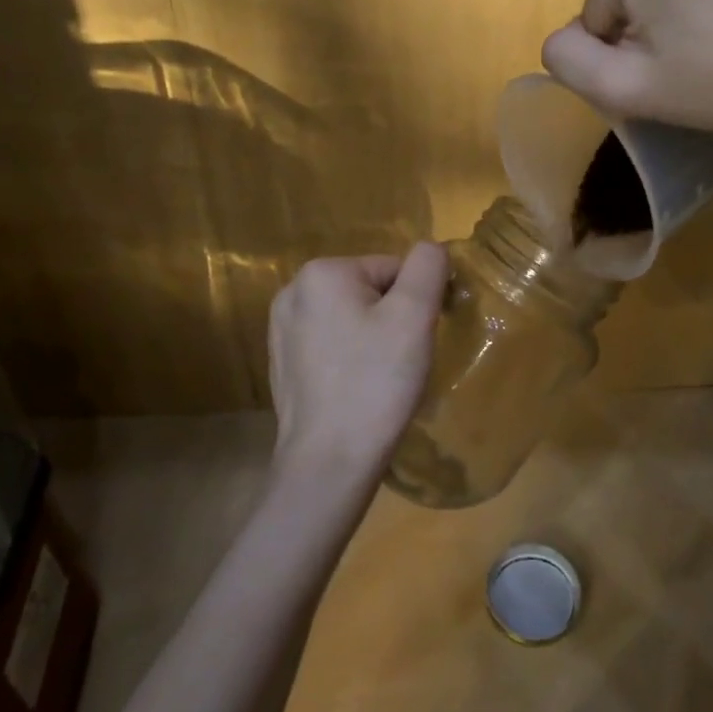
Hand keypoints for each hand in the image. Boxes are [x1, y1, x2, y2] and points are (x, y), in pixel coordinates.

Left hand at [267, 243, 449, 484]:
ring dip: (373, 339)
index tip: (417, 340)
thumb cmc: (376, 383)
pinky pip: (332, 344)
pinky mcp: (281, 362)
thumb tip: (431, 249)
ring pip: (352, 318)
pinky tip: (356, 389)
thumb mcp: (414, 315)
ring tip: (379, 378)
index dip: (416, 302)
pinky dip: (350, 359)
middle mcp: (292, 291)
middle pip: (370, 291)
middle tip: (400, 362)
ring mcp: (281, 329)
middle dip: (392, 319)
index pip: (393, 269)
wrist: (329, 461)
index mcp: (322, 272)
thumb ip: (428, 267)